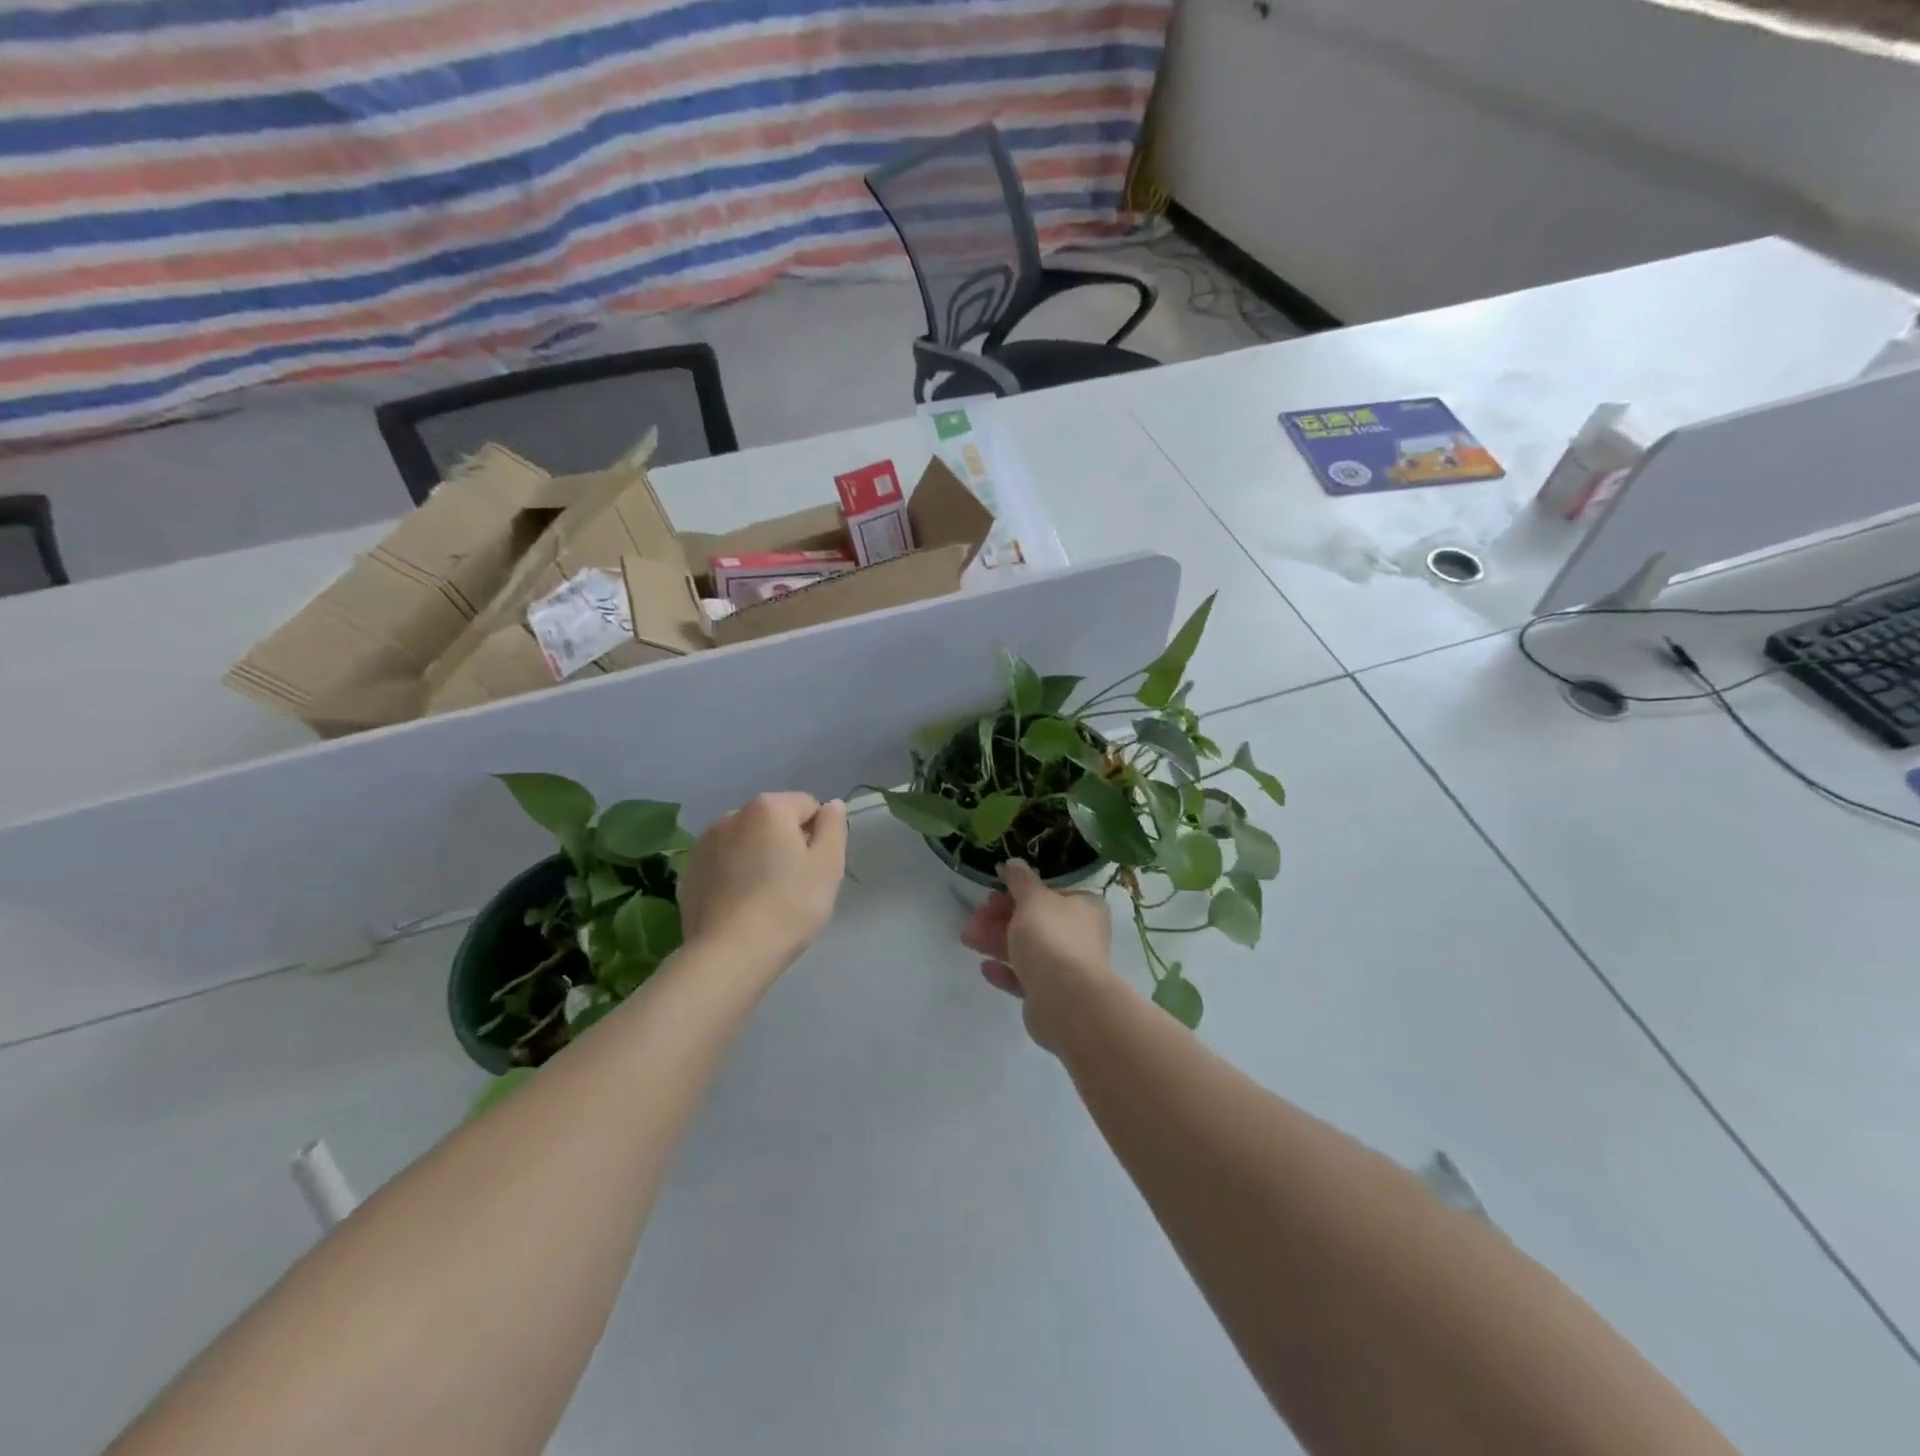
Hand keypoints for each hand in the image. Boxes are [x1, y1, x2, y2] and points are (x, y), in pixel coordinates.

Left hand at [678, 793, 847, 975]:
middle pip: (773, 821)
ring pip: (746, 842)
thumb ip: (833, 827)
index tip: (816, 869)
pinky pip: (723, 864)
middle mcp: (732, 816)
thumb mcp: (828, 865)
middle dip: (785, 844)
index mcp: (768, 808)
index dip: (818, 835)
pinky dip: (734, 876)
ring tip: (765, 897)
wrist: (730, 955)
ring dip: (758, 857)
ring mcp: (704, 844)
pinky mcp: (689, 873)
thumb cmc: (789, 906)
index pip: (807, 806)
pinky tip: (740, 906)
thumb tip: (831, 805)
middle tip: (794, 884)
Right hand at [960, 860, 1120, 1050]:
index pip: (1050, 893)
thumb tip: (1013, 862)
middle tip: (975, 918)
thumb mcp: (1032, 899)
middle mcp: (1080, 936)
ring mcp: (1067, 967)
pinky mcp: (1052, 995)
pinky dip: (1005, 971)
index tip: (992, 893)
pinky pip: (1025, 978)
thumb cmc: (1052, 938)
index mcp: (1085, 907)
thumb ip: (1020, 880)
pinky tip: (985, 968)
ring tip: (967, 939)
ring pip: (1027, 949)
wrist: (1067, 1002)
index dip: (1019, 892)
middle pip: (1034, 921)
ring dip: (996, 942)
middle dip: (1000, 918)